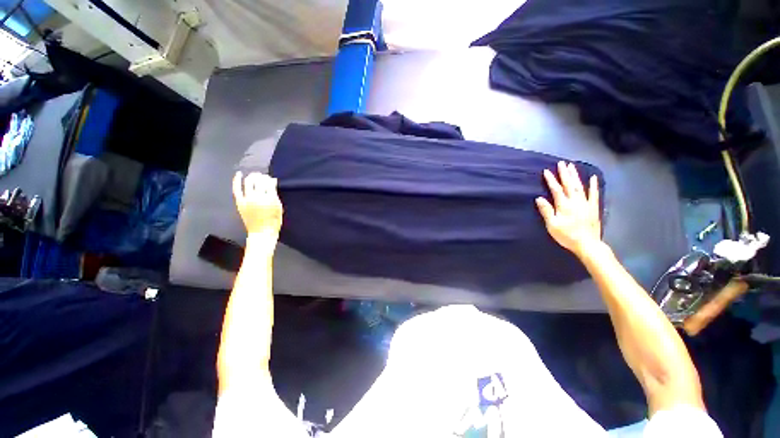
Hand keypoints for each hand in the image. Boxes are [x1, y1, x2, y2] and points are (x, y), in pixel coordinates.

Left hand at [233, 172, 282, 237]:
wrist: (262, 232)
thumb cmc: (274, 221)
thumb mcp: (279, 207)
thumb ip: (275, 194)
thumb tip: (272, 182)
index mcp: (270, 199)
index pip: (269, 183)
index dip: (270, 180)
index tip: (271, 180)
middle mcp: (258, 197)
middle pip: (259, 181)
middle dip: (262, 177)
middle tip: (264, 177)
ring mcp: (247, 199)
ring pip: (248, 182)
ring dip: (252, 177)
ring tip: (255, 176)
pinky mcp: (240, 202)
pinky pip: (237, 189)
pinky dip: (236, 181)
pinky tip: (238, 174)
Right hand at [536, 161, 601, 257]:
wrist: (587, 244)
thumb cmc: (567, 235)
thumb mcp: (552, 225)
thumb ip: (546, 211)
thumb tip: (539, 198)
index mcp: (564, 205)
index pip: (556, 190)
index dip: (551, 180)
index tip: (546, 171)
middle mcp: (575, 201)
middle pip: (569, 185)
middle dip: (564, 174)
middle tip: (561, 163)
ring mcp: (586, 203)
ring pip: (580, 186)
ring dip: (575, 176)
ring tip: (571, 167)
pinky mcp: (593, 207)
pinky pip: (594, 194)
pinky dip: (593, 185)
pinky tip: (593, 178)